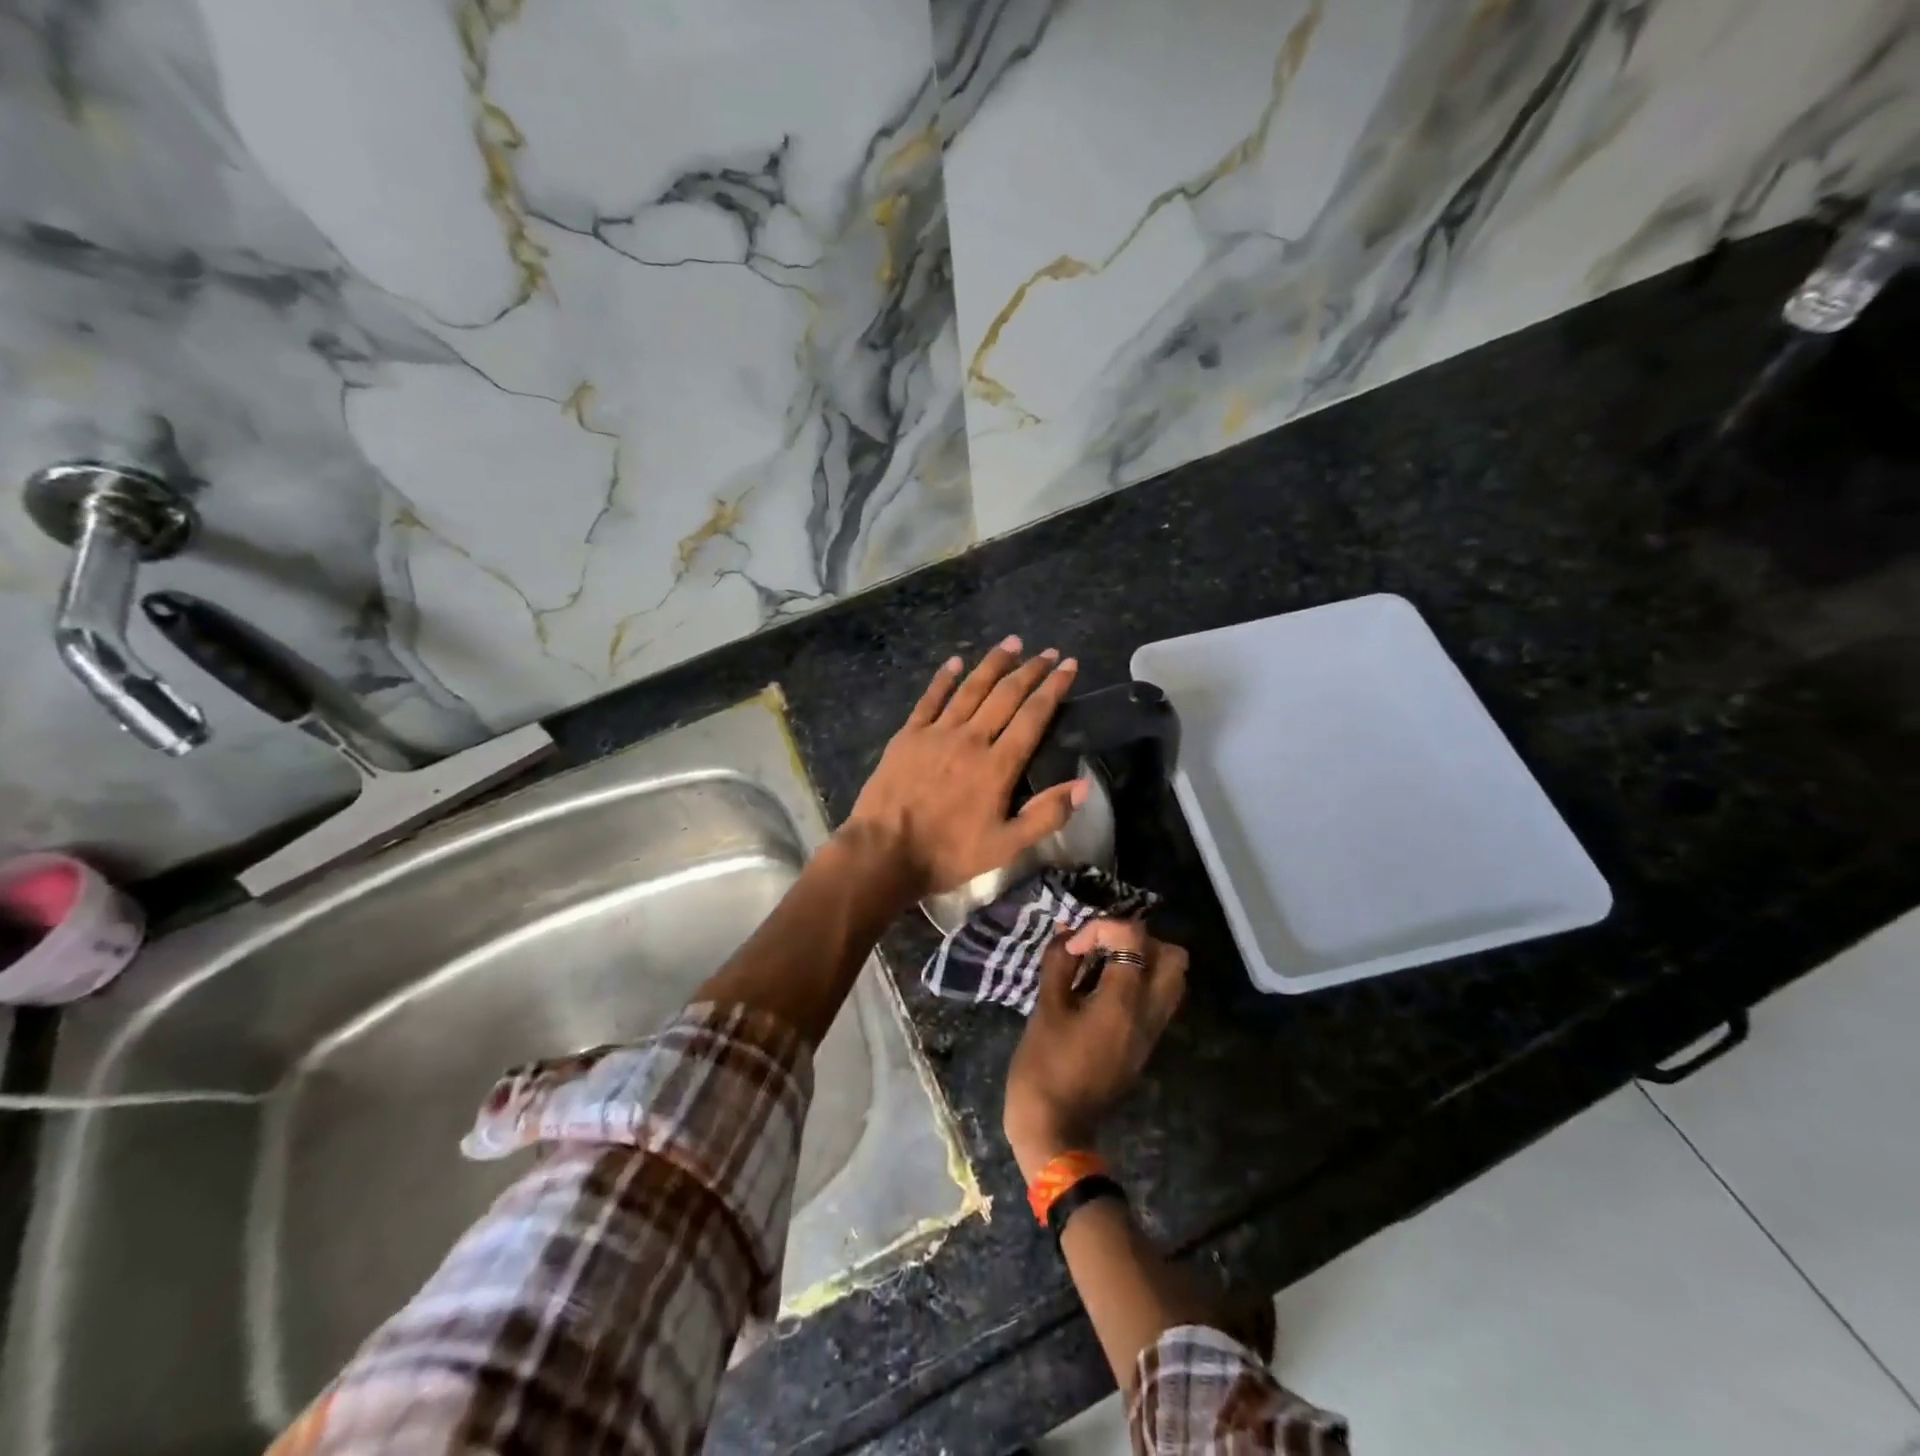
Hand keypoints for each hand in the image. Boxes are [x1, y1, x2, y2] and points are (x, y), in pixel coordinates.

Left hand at [843, 637, 1084, 898]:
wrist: (884, 852)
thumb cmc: (948, 853)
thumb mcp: (1006, 847)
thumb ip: (1045, 815)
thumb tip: (1085, 786)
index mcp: (998, 765)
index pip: (1033, 716)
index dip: (1054, 688)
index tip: (1069, 666)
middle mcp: (971, 739)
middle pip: (1006, 695)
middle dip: (1030, 670)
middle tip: (1048, 651)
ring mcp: (937, 733)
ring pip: (971, 689)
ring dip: (993, 664)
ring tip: (1012, 643)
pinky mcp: (908, 735)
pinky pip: (930, 699)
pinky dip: (944, 678)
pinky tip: (956, 661)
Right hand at [1003, 918, 1188, 1177]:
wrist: (1055, 1128)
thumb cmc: (1044, 1066)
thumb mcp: (1045, 1009)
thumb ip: (1058, 964)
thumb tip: (1066, 935)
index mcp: (1123, 1002)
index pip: (1133, 937)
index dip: (1100, 927)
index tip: (1073, 946)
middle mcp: (1149, 1014)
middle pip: (1172, 956)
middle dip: (1137, 940)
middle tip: (1102, 946)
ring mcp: (1152, 1033)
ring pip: (1171, 979)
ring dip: (1142, 961)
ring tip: (1103, 964)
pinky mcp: (1145, 1045)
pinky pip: (1158, 1000)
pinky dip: (1139, 982)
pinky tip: (1103, 988)